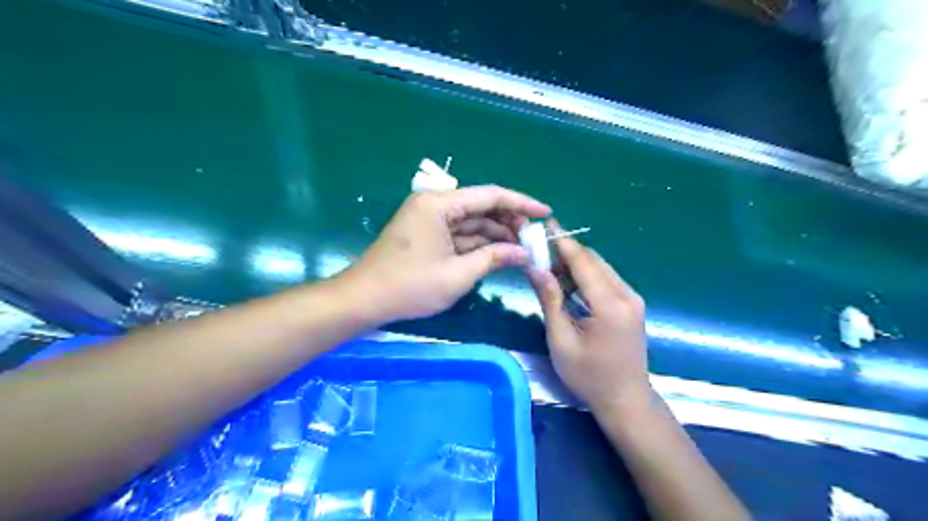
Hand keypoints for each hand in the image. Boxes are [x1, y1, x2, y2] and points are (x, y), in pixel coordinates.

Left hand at [349, 185, 549, 322]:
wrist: (365, 300)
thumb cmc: (410, 286)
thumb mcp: (458, 274)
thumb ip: (494, 258)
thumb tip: (524, 253)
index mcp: (440, 204)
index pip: (490, 195)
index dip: (521, 203)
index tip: (546, 213)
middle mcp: (435, 204)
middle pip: (481, 207)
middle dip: (509, 222)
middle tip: (534, 238)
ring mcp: (429, 219)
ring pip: (471, 221)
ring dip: (495, 234)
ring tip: (521, 248)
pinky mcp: (427, 234)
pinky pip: (459, 234)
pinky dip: (478, 243)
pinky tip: (498, 253)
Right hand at [528, 219, 650, 414]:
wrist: (625, 400)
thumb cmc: (589, 375)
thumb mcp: (561, 340)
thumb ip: (550, 300)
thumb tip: (535, 268)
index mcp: (611, 304)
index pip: (583, 262)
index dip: (562, 242)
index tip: (544, 225)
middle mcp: (627, 295)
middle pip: (593, 260)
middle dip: (566, 252)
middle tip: (539, 250)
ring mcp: (633, 299)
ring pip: (600, 268)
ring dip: (575, 265)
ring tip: (548, 267)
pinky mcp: (631, 305)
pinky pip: (606, 281)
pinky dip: (585, 277)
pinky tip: (567, 284)